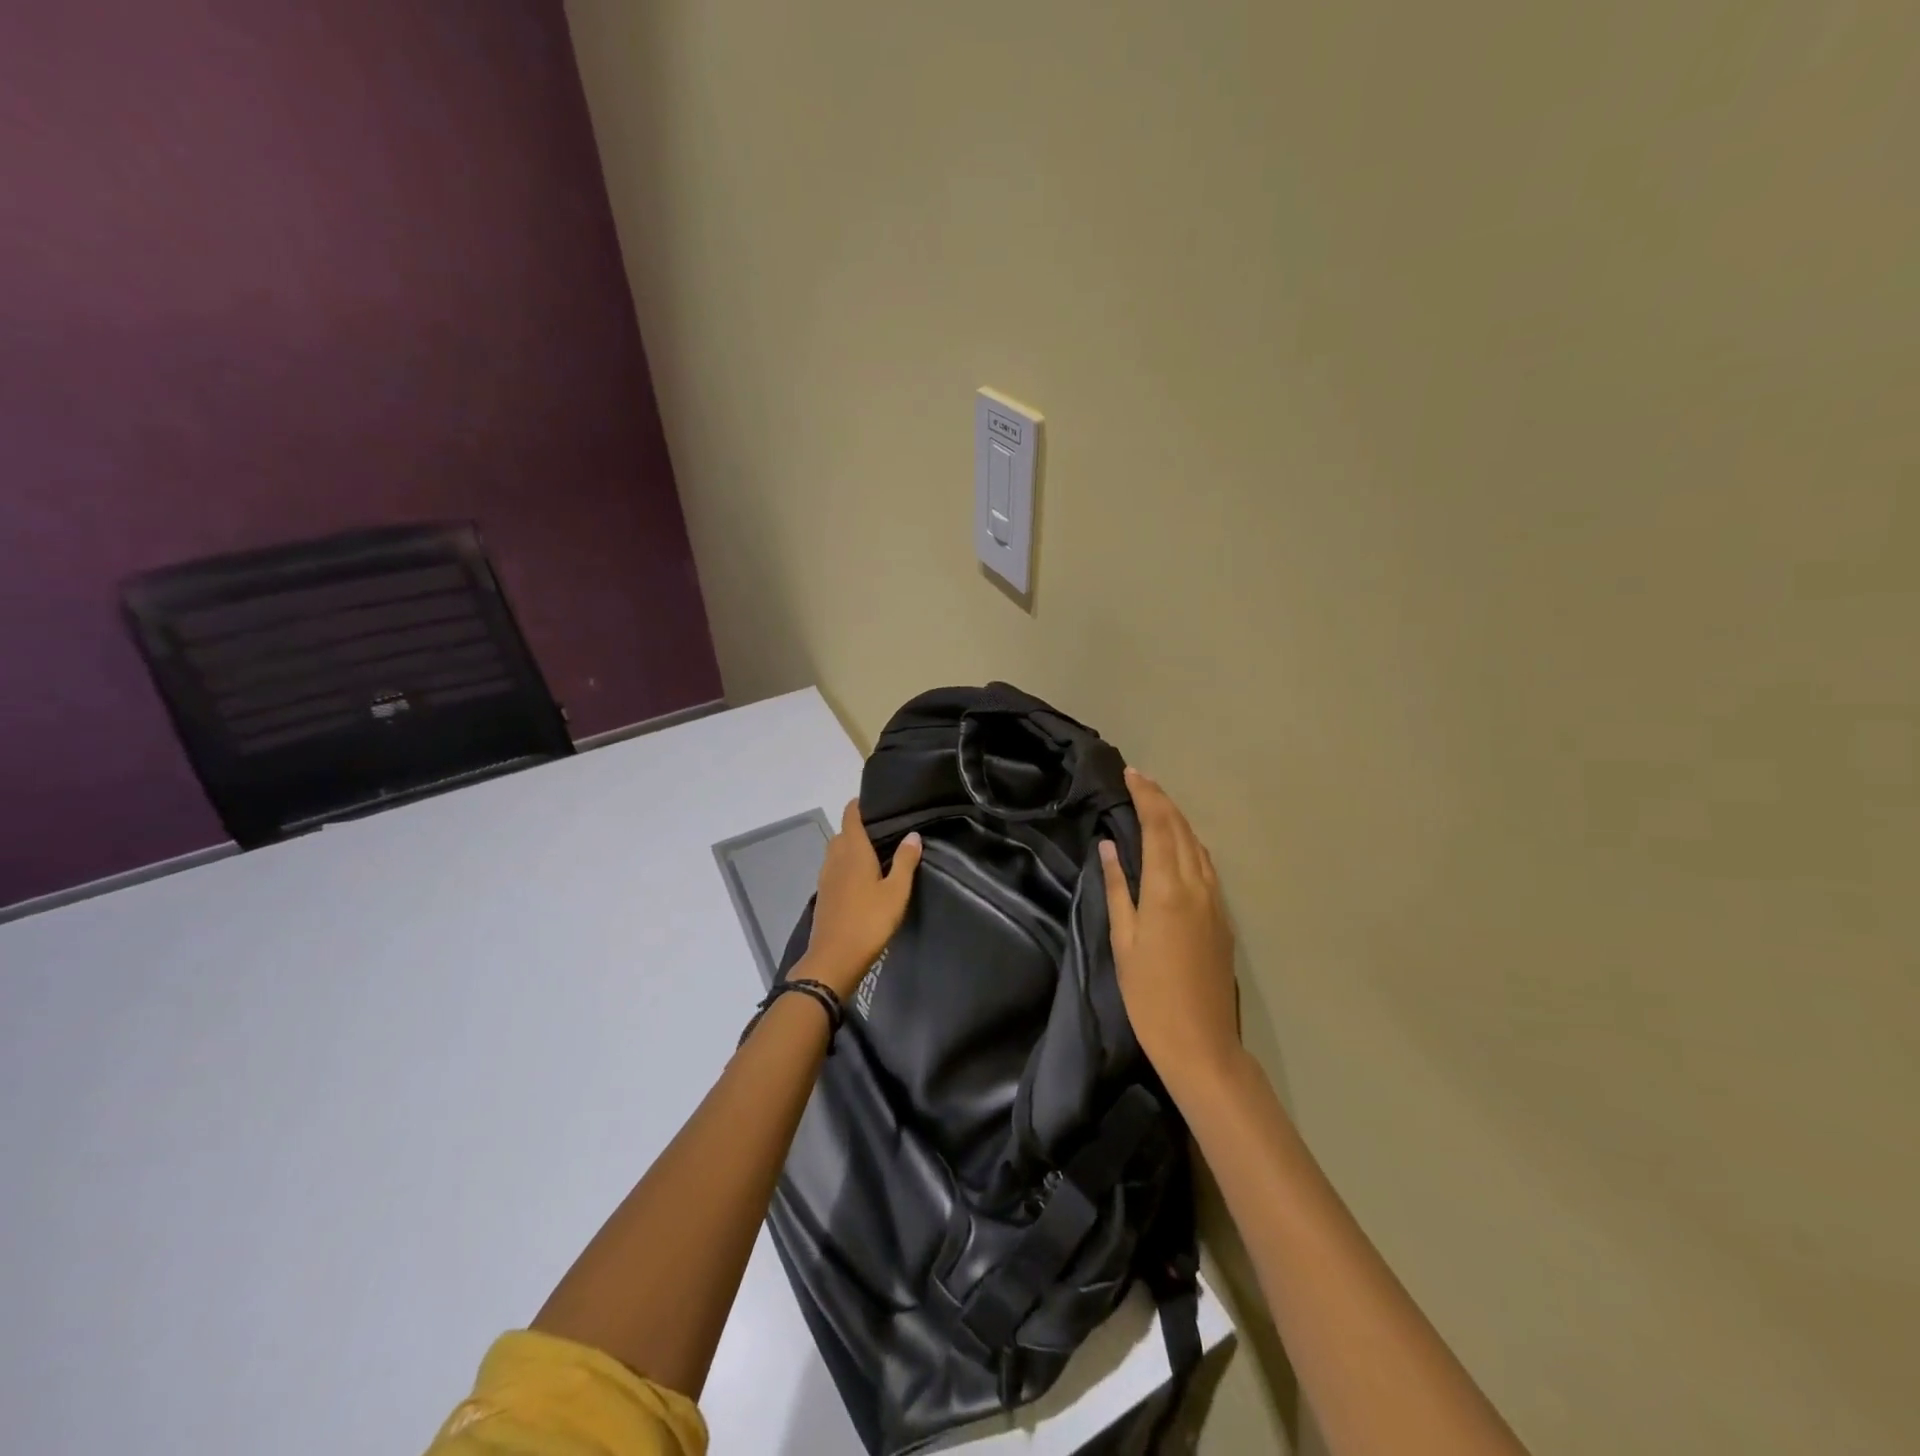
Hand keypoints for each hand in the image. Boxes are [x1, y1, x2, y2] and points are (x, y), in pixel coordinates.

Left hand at [802, 800, 922, 997]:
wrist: (833, 960)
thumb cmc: (869, 921)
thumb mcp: (896, 892)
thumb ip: (905, 861)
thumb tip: (913, 834)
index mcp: (853, 851)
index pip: (851, 816)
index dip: (859, 805)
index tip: (875, 799)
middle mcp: (835, 858)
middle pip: (843, 833)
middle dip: (858, 827)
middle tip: (884, 829)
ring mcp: (826, 877)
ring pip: (836, 851)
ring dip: (851, 847)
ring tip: (875, 852)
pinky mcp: (824, 895)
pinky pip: (834, 869)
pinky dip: (846, 865)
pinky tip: (862, 878)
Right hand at [1100, 767, 1240, 1092]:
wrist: (1201, 1042)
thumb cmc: (1149, 995)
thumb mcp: (1123, 941)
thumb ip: (1118, 889)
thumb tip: (1108, 847)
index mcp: (1168, 889)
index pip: (1159, 826)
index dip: (1146, 796)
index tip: (1131, 774)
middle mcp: (1198, 886)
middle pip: (1182, 829)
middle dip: (1162, 799)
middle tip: (1139, 780)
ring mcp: (1216, 901)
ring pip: (1198, 845)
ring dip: (1177, 819)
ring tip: (1155, 805)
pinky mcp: (1223, 917)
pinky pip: (1206, 865)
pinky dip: (1189, 843)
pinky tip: (1177, 845)